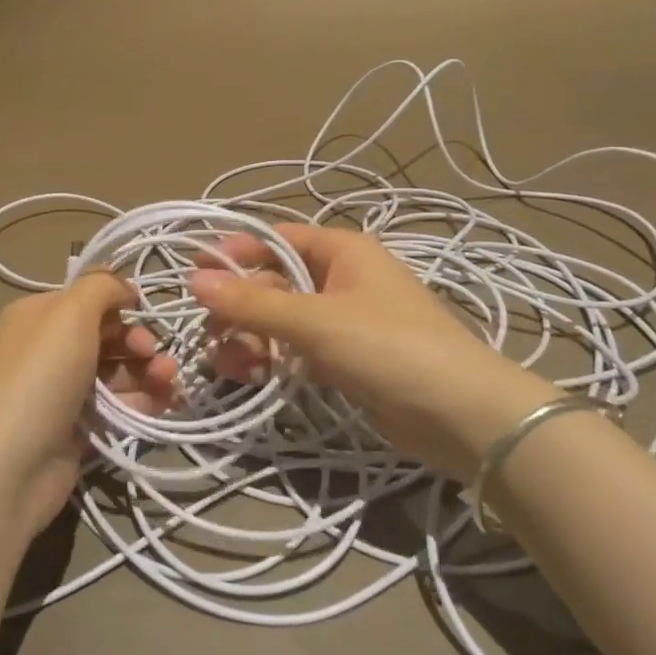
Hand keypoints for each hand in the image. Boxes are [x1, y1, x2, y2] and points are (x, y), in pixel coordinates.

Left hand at [0, 273, 175, 538]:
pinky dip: (142, 402)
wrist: (9, 466)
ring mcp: (63, 391)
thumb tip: (125, 288)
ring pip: (117, 372)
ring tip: (168, 382)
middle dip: (138, 341)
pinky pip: (117, 407)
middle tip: (154, 356)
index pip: (88, 297)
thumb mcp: (71, 313)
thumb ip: (102, 287)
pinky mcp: (77, 429)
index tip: (143, 313)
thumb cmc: (40, 376)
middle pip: (107, 335)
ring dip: (148, 372)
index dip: (120, 303)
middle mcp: (48, 348)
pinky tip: (163, 404)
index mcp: (39, 315)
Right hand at [189, 224, 557, 475]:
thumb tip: (194, 280)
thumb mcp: (315, 320)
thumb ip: (253, 302)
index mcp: (341, 251)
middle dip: (239, 306)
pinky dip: (272, 359)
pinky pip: (296, 350)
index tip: (193, 274)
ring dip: (250, 337)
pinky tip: (250, 376)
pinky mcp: (346, 360)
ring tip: (228, 363)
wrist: (462, 415)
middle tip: (209, 333)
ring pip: (281, 319)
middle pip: (274, 281)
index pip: (275, 238)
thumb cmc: (388, 346)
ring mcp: (344, 320)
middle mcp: (341, 278)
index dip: (234, 252)